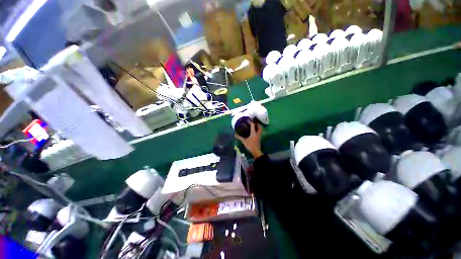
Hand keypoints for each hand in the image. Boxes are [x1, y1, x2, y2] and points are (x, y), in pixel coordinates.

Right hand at [235, 121, 263, 158]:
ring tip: (254, 126)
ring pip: (260, 129)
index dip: (250, 122)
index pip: (253, 125)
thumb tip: (235, 134)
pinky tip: (254, 131)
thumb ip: (239, 137)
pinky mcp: (259, 138)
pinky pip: (259, 132)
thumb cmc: (250, 145)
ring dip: (258, 127)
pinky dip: (258, 130)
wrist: (256, 151)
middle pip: (259, 126)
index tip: (248, 120)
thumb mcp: (244, 141)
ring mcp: (259, 136)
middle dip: (257, 123)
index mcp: (254, 133)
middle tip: (253, 122)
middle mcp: (257, 133)